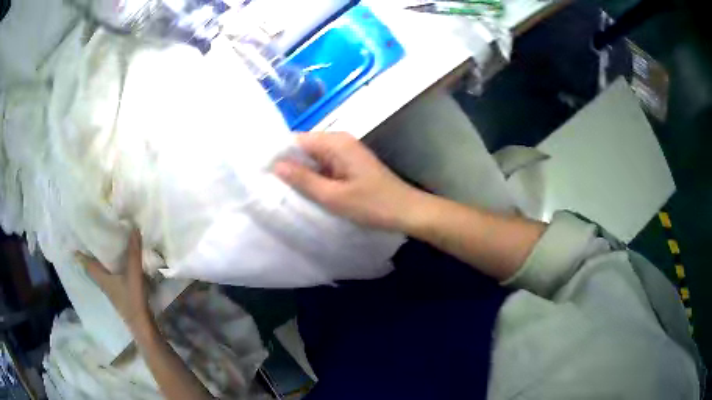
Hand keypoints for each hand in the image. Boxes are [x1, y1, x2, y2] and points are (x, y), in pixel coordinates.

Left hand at [76, 229, 151, 331]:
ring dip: (100, 262)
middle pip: (93, 267)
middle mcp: (104, 283)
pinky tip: (118, 264)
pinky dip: (111, 268)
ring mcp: (112, 290)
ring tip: (103, 247)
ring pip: (102, 272)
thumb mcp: (133, 274)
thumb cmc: (133, 300)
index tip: (72, 245)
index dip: (79, 255)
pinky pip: (111, 276)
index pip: (87, 265)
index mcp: (102, 278)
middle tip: (88, 239)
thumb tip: (133, 227)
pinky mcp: (120, 294)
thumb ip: (133, 253)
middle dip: (89, 255)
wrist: (142, 325)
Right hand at [274, 132, 420, 230]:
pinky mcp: (348, 164)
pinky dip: (313, 177)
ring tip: (280, 189)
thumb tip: (275, 165)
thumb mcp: (334, 196)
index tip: (260, 171)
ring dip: (300, 172)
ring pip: (312, 158)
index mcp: (335, 142)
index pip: (297, 140)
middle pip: (304, 147)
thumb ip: (304, 180)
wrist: (407, 211)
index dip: (278, 154)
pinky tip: (303, 191)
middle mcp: (339, 141)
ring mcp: (345, 152)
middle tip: (267, 184)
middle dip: (287, 164)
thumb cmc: (373, 205)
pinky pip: (323, 166)